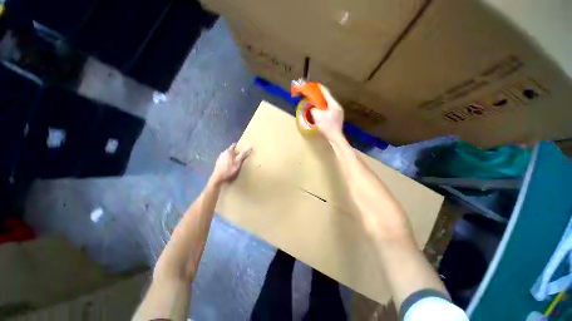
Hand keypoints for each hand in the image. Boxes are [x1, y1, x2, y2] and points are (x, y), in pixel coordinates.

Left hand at [211, 143, 251, 185]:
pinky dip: (228, 161)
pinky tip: (230, 165)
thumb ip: (243, 154)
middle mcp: (223, 152)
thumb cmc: (229, 169)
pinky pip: (225, 159)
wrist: (218, 178)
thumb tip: (250, 146)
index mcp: (228, 151)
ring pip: (227, 155)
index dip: (239, 146)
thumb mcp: (238, 162)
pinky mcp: (218, 162)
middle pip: (231, 150)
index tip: (243, 148)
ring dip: (232, 157)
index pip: (234, 145)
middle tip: (241, 156)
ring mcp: (220, 157)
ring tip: (236, 161)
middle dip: (235, 152)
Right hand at [310, 84, 344, 142]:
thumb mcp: (317, 116)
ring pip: (329, 104)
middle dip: (321, 96)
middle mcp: (337, 106)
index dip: (320, 88)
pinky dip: (325, 108)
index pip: (326, 93)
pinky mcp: (338, 117)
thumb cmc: (327, 126)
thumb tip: (312, 107)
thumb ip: (314, 109)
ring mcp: (339, 112)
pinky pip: (330, 109)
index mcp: (333, 104)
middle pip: (328, 98)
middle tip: (314, 94)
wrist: (335, 137)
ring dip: (323, 103)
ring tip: (316, 103)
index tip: (315, 84)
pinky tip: (321, 111)